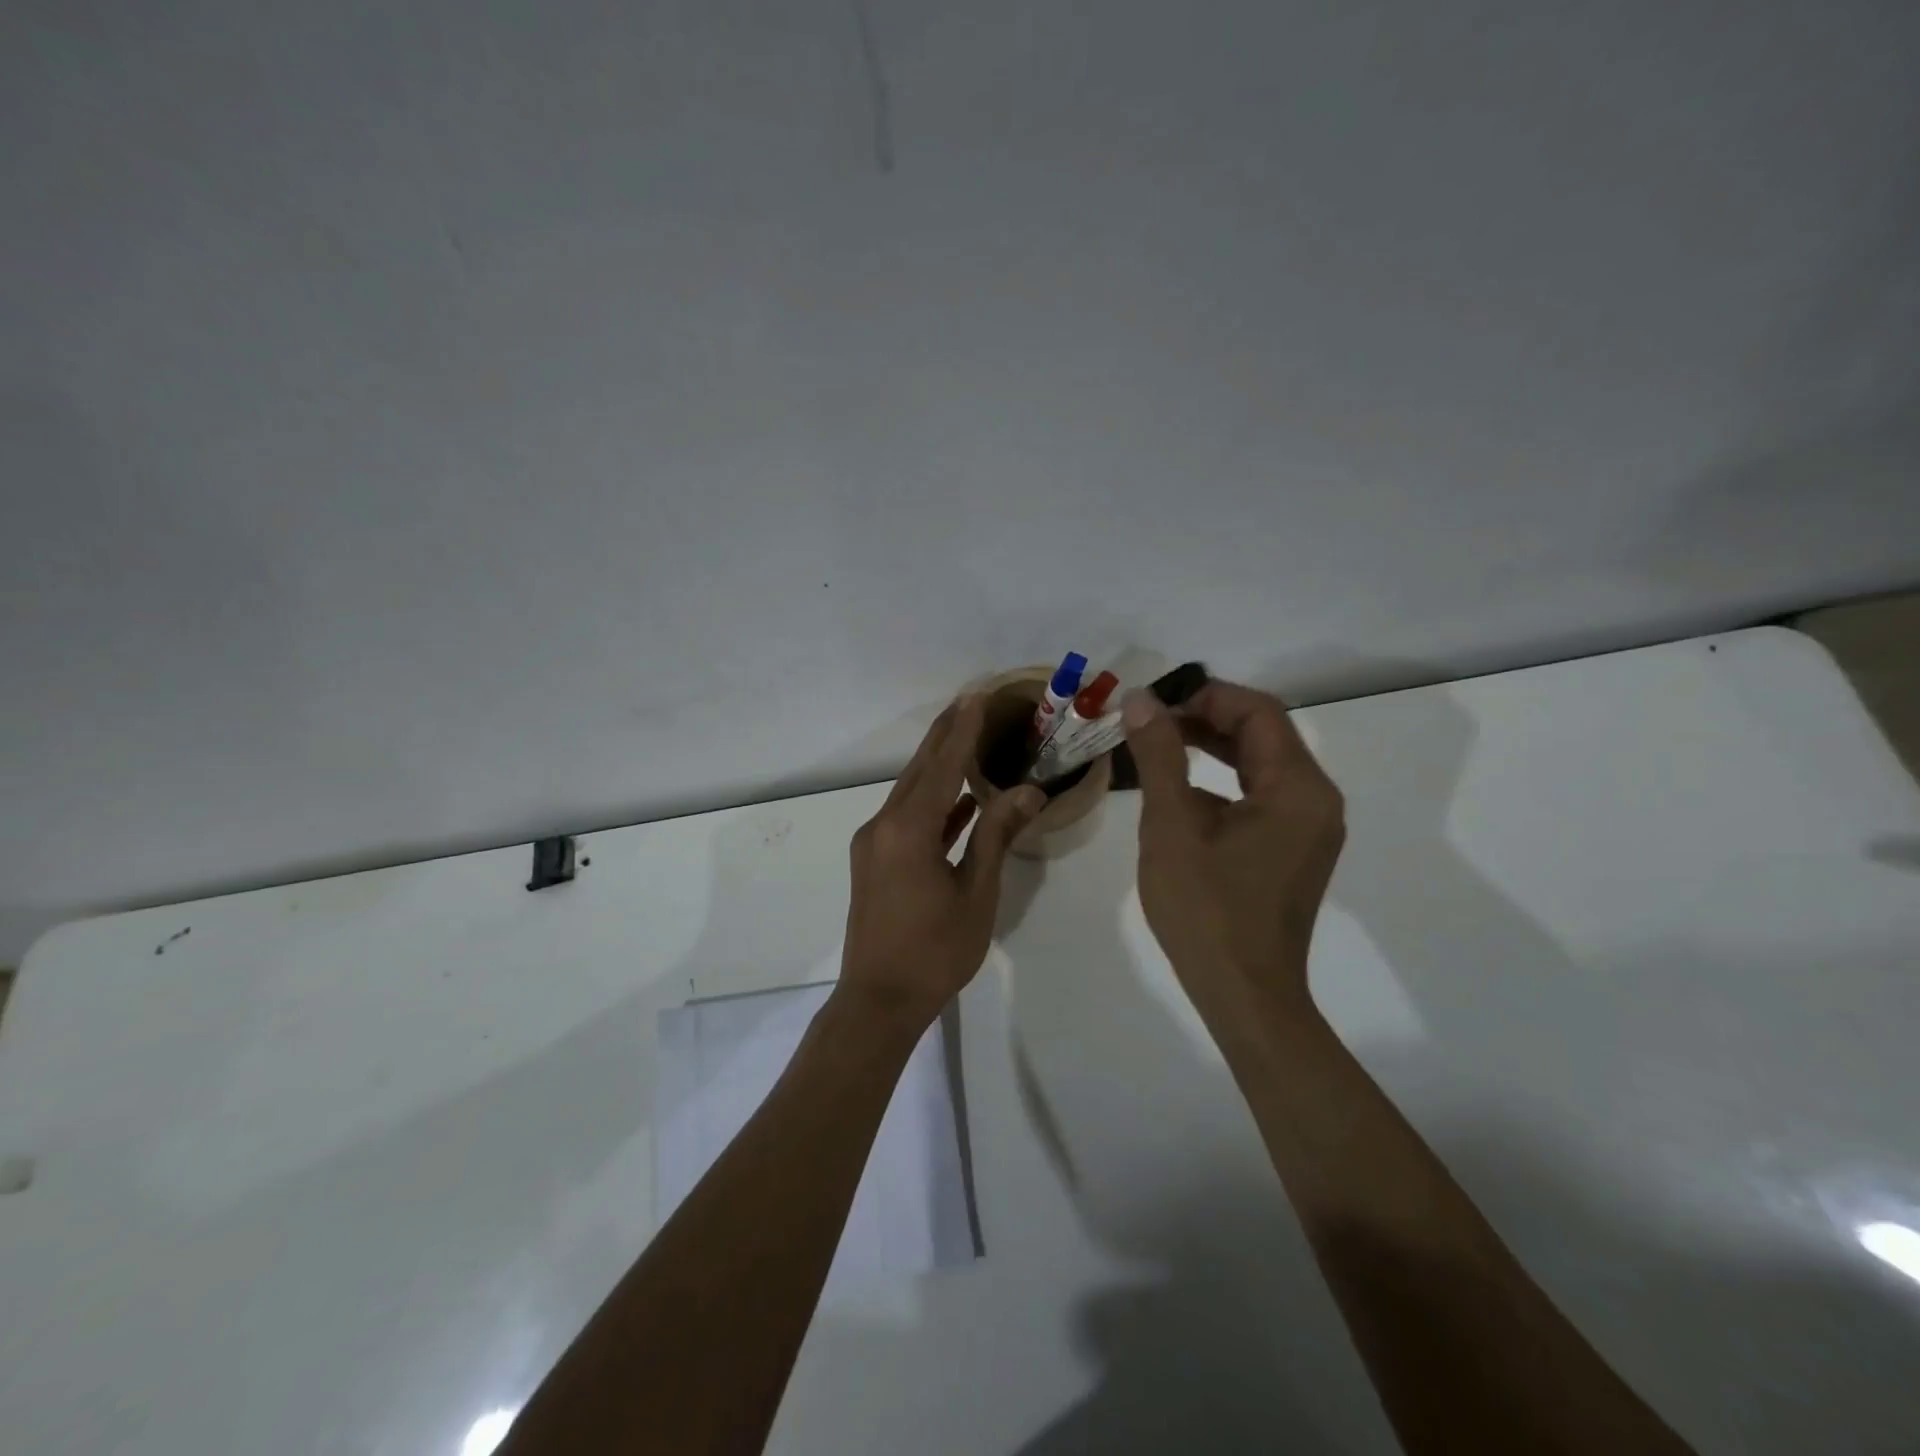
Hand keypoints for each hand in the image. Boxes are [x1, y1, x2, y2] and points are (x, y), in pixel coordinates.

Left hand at [839, 696, 1043, 1030]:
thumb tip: (1028, 791)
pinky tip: (959, 800)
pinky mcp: (873, 860)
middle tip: (971, 701)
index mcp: (908, 830)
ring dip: (938, 766)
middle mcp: (883, 826)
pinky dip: (932, 803)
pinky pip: (906, 818)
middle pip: (919, 770)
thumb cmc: (935, 951)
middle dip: (946, 735)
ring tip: (967, 738)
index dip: (962, 730)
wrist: (879, 1001)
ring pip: (910, 792)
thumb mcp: (976, 893)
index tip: (978, 696)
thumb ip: (996, 836)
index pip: (942, 766)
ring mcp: (873, 843)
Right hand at [1121, 679, 1345, 1016]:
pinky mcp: (1294, 850)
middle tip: (1149, 723)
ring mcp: (1309, 827)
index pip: (1258, 712)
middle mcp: (1316, 800)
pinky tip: (1181, 792)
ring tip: (1158, 746)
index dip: (1205, 697)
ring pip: (1260, 764)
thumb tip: (1140, 700)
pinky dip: (1223, 781)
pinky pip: (1261, 795)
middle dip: (1205, 719)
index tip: (1153, 704)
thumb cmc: (1206, 909)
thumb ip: (1159, 756)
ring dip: (1211, 748)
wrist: (1243, 994)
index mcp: (1297, 788)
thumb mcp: (1172, 825)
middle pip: (1263, 734)